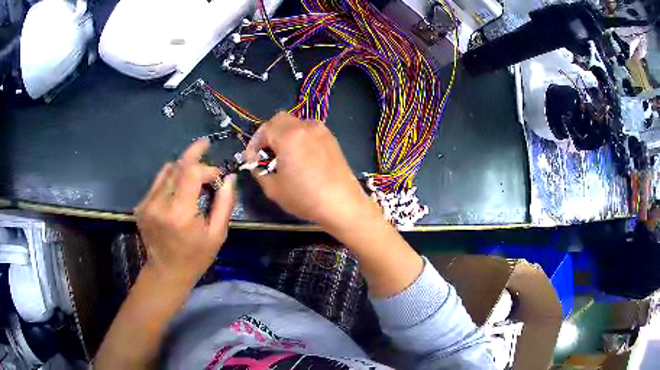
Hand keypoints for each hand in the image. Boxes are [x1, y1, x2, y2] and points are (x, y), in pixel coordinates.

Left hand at [134, 139, 235, 285]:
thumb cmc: (195, 257)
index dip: (207, 168)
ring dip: (182, 168)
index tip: (217, 175)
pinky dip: (171, 178)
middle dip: (194, 156)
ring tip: (194, 174)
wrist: (166, 272)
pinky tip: (179, 187)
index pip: (192, 173)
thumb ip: (225, 204)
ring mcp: (147, 204)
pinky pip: (158, 182)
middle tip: (205, 145)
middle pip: (177, 166)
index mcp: (180, 213)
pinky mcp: (141, 206)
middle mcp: (159, 204)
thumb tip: (229, 178)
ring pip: (166, 171)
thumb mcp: (217, 235)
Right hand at [245, 112, 377, 231]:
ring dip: (284, 134)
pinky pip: (308, 130)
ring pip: (295, 123)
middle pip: (279, 119)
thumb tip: (256, 163)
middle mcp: (305, 126)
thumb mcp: (273, 189)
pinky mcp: (331, 138)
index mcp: (289, 136)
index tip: (252, 159)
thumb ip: (259, 171)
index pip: (264, 129)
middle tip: (265, 153)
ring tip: (282, 155)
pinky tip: (300, 156)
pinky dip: (299, 137)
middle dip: (268, 134)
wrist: (342, 204)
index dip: (254, 143)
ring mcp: (321, 131)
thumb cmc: (305, 197)